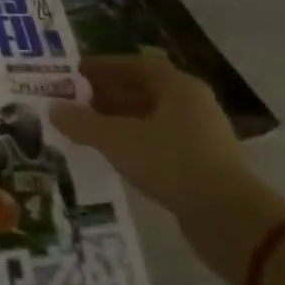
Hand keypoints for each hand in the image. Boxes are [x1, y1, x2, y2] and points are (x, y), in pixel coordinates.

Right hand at [48, 54, 251, 221]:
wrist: (232, 221)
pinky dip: (136, 142)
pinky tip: (116, 155)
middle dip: (107, 94)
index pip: (133, 64)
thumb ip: (81, 123)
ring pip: (152, 117)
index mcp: (177, 85)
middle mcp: (192, 103)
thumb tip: (52, 109)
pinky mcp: (205, 165)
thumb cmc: (171, 163)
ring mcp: (202, 135)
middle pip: (143, 89)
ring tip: (89, 129)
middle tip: (76, 102)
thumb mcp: (116, 140)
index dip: (102, 67)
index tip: (74, 75)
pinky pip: (161, 142)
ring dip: (120, 120)